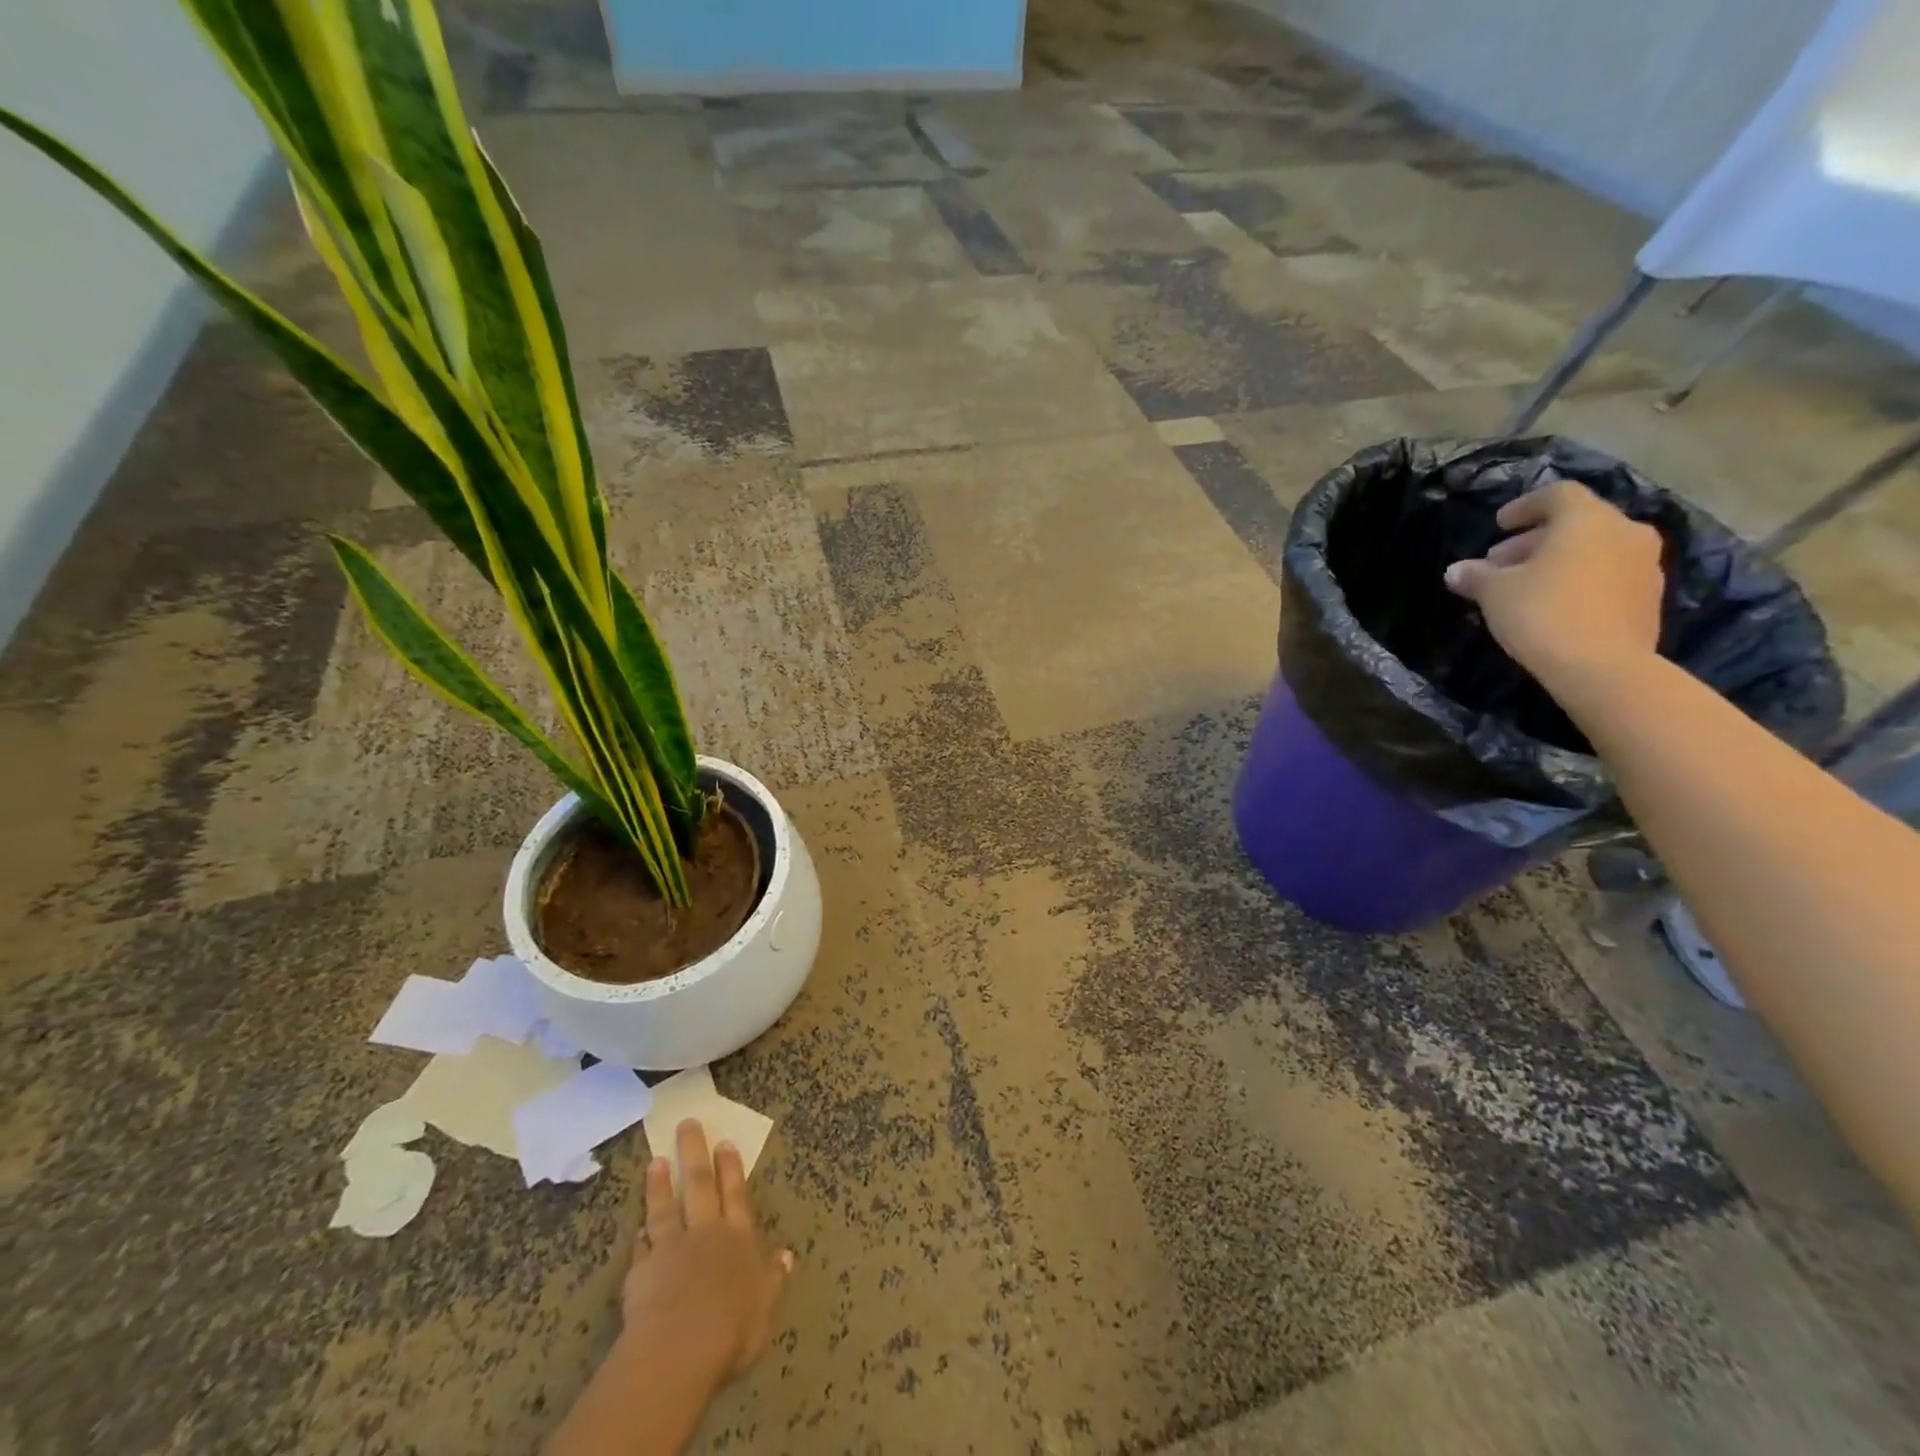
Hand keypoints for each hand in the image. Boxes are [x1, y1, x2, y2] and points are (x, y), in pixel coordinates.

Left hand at [621, 1120, 792, 1387]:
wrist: (679, 1348)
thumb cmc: (732, 1328)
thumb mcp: (765, 1305)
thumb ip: (773, 1278)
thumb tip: (786, 1253)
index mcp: (738, 1239)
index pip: (736, 1195)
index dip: (731, 1169)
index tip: (724, 1142)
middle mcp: (705, 1234)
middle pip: (700, 1186)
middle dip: (695, 1154)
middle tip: (687, 1124)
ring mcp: (671, 1249)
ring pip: (666, 1208)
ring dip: (660, 1185)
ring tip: (656, 1160)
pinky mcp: (641, 1271)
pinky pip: (641, 1249)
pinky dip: (641, 1237)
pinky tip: (637, 1229)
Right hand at [1443, 480, 1664, 691]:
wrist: (1602, 666)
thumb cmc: (1543, 613)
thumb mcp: (1494, 593)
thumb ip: (1476, 576)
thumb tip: (1456, 571)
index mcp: (1588, 520)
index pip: (1557, 495)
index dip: (1524, 506)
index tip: (1499, 525)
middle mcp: (1625, 532)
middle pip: (1577, 524)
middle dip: (1535, 541)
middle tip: (1501, 563)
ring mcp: (1645, 565)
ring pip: (1594, 550)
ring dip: (1559, 561)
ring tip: (1525, 587)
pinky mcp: (1649, 598)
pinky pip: (1608, 576)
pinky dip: (1580, 581)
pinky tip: (1554, 606)